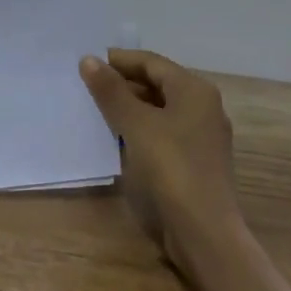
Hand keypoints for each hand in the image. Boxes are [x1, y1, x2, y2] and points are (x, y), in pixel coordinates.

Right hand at [80, 49, 239, 253]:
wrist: (203, 230)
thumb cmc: (171, 167)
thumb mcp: (135, 124)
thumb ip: (111, 91)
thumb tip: (88, 59)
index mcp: (194, 90)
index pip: (151, 62)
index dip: (119, 60)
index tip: (88, 63)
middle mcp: (203, 107)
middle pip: (157, 84)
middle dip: (123, 83)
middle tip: (87, 86)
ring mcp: (201, 136)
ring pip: (159, 110)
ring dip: (129, 107)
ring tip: (95, 109)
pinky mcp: (195, 161)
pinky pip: (163, 132)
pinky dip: (139, 129)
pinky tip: (117, 137)